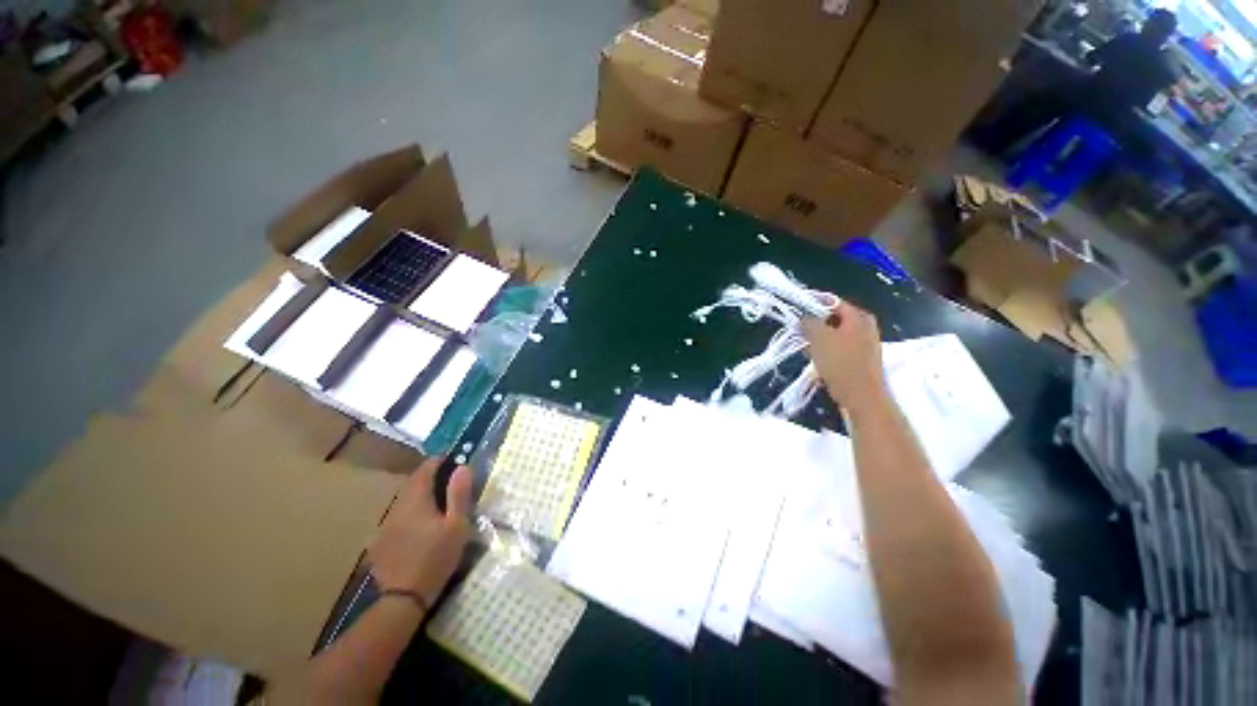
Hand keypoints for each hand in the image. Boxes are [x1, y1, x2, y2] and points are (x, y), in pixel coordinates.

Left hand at [369, 459, 472, 605]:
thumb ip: (459, 494)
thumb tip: (462, 467)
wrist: (405, 598)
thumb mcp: (456, 525)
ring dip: (417, 497)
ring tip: (434, 505)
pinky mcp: (379, 542)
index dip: (437, 461)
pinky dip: (408, 515)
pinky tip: (417, 529)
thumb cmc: (436, 557)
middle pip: (411, 485)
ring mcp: (384, 526)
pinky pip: (395, 519)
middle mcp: (396, 508)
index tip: (451, 459)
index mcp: (416, 501)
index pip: (424, 470)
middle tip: (446, 482)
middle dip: (428, 478)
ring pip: (402, 502)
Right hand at [801, 301, 886, 408]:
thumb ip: (808, 322)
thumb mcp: (819, 338)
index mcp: (858, 317)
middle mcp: (865, 327)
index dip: (813, 304)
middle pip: (834, 319)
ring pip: (835, 335)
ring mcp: (864, 345)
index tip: (795, 311)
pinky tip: (816, 362)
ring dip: (818, 340)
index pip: (833, 302)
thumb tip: (803, 317)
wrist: (861, 396)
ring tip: (805, 348)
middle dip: (814, 325)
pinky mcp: (860, 360)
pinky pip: (838, 350)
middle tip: (799, 331)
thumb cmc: (841, 363)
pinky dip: (826, 352)